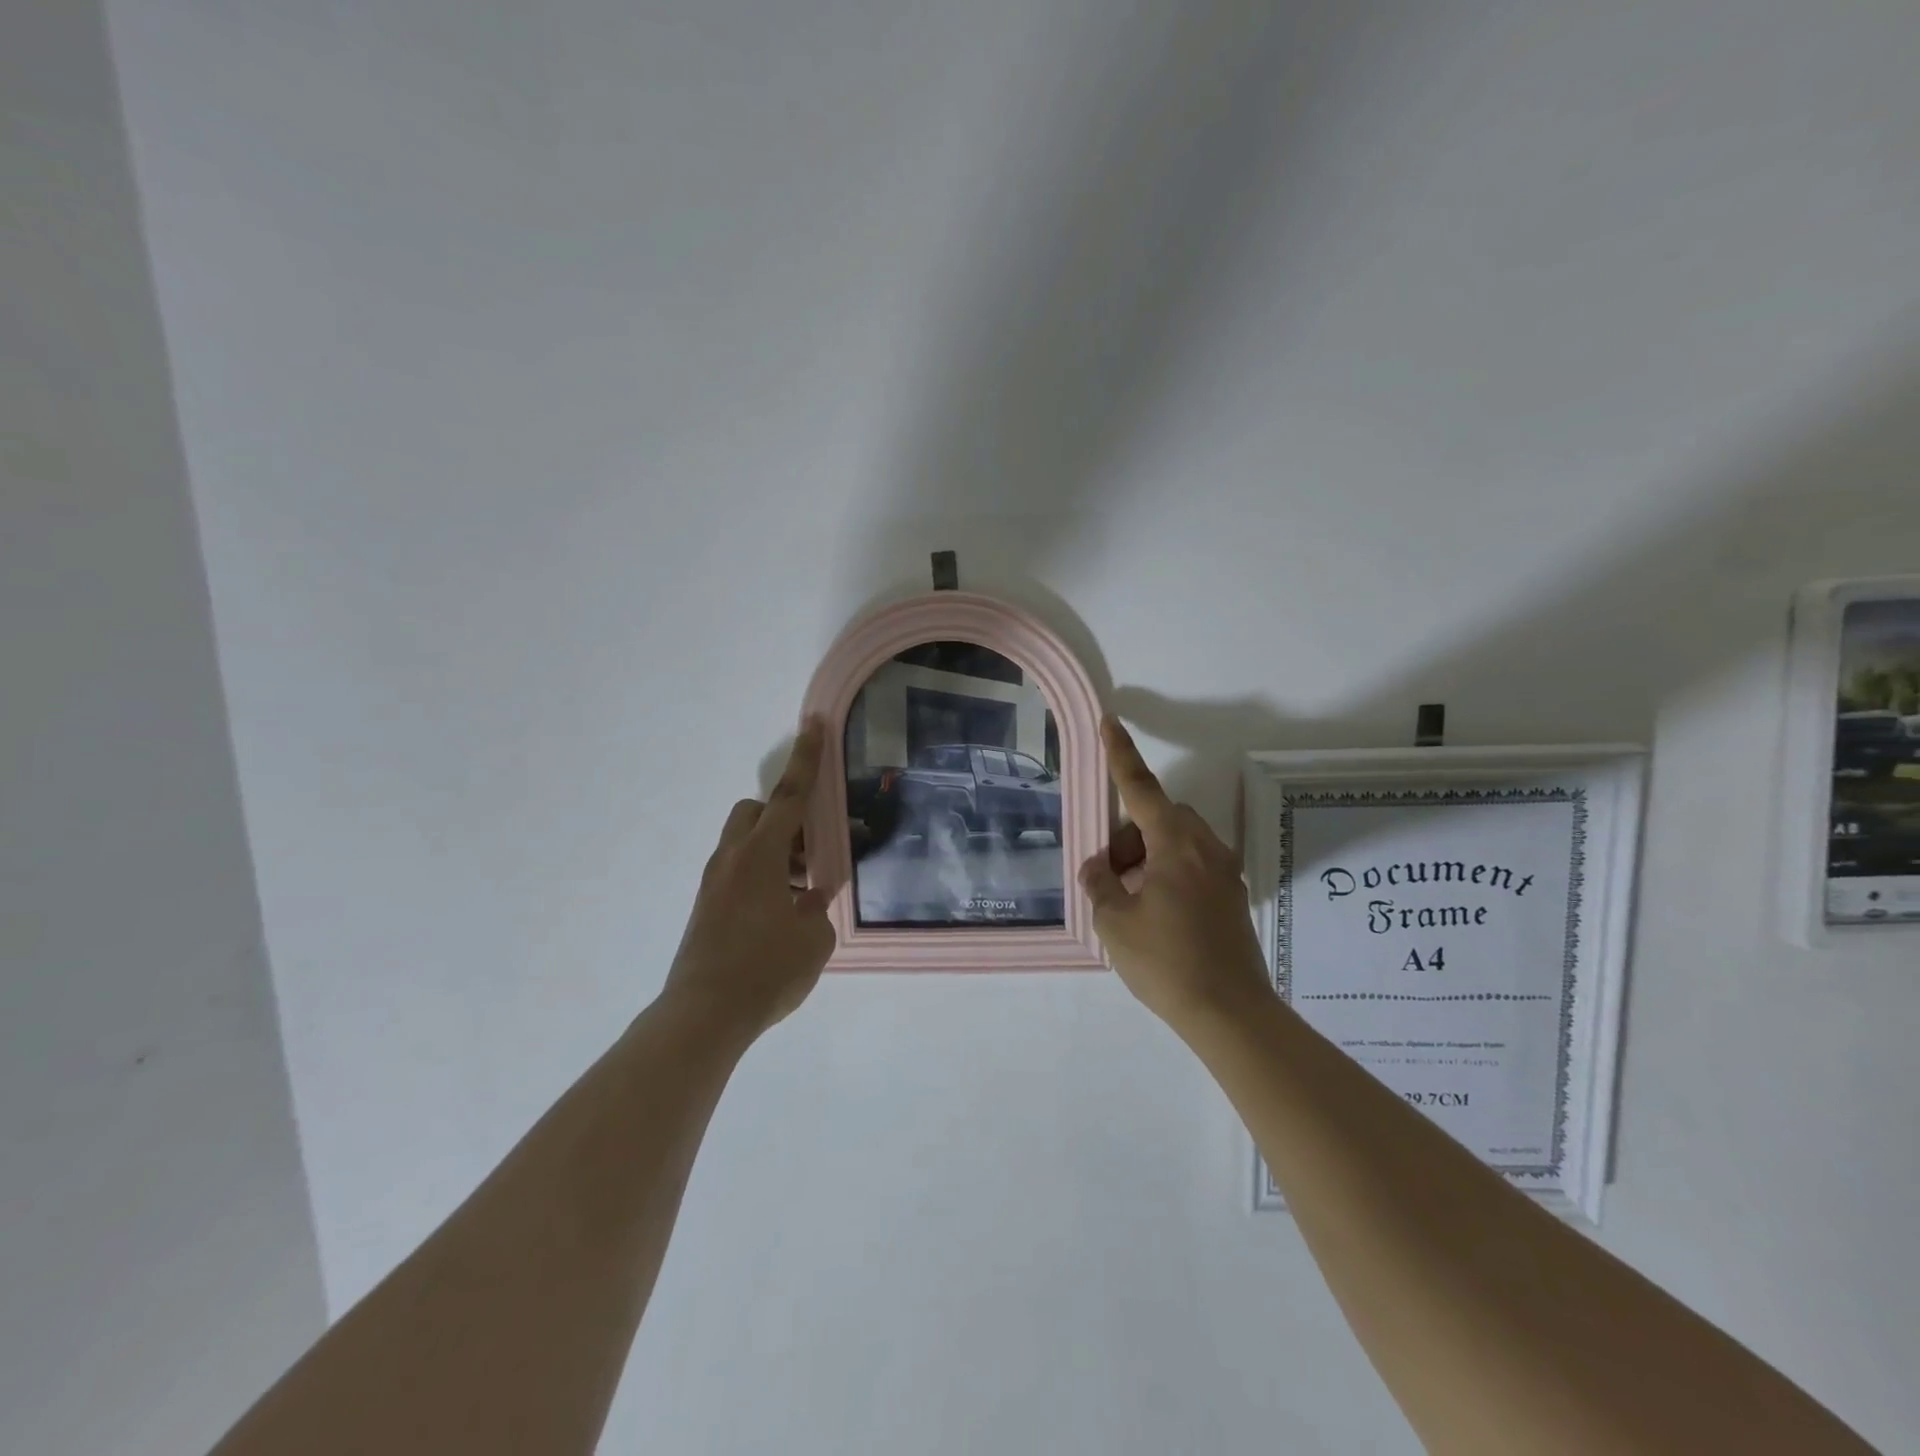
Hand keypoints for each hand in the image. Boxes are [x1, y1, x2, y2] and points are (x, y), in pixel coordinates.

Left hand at [660, 718, 836, 1043]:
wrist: (703, 1017)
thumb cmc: (767, 970)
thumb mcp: (813, 938)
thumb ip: (816, 908)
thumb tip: (809, 899)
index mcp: (761, 855)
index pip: (790, 796)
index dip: (806, 760)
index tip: (814, 724)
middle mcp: (732, 860)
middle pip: (755, 813)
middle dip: (783, 818)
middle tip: (811, 848)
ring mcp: (713, 884)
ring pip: (745, 845)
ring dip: (775, 853)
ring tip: (803, 892)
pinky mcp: (705, 909)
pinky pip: (737, 873)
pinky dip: (762, 878)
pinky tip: (781, 916)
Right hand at [1079, 717, 1271, 1028]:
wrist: (1230, 1014)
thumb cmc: (1166, 961)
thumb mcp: (1114, 923)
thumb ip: (1098, 884)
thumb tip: (1099, 868)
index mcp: (1176, 846)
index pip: (1142, 788)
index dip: (1121, 755)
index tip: (1110, 722)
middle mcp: (1206, 850)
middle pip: (1160, 818)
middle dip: (1130, 835)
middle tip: (1110, 875)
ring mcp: (1224, 874)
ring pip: (1177, 843)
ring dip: (1148, 857)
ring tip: (1129, 903)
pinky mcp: (1231, 899)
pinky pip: (1192, 867)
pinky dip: (1167, 875)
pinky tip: (1154, 916)